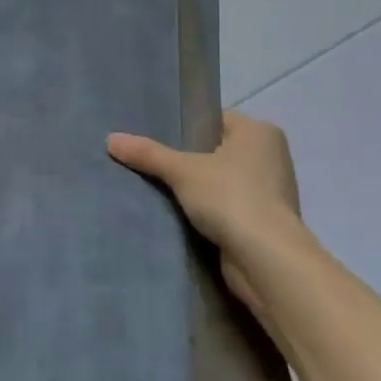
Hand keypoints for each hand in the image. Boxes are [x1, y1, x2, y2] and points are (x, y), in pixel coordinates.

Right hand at [107, 112, 309, 313]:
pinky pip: (229, 207)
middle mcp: (271, 156)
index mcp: (259, 132)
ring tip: (160, 190)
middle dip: (188, 160)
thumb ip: (148, 154)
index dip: (185, 128)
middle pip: (217, 151)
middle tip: (150, 163)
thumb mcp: (182, 171)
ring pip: (222, 181)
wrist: (267, 260)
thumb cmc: (230, 197)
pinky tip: (181, 216)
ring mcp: (271, 191)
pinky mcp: (265, 222)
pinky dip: (209, 211)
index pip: (214, 120)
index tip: (155, 139)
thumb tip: (110, 139)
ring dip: (198, 189)